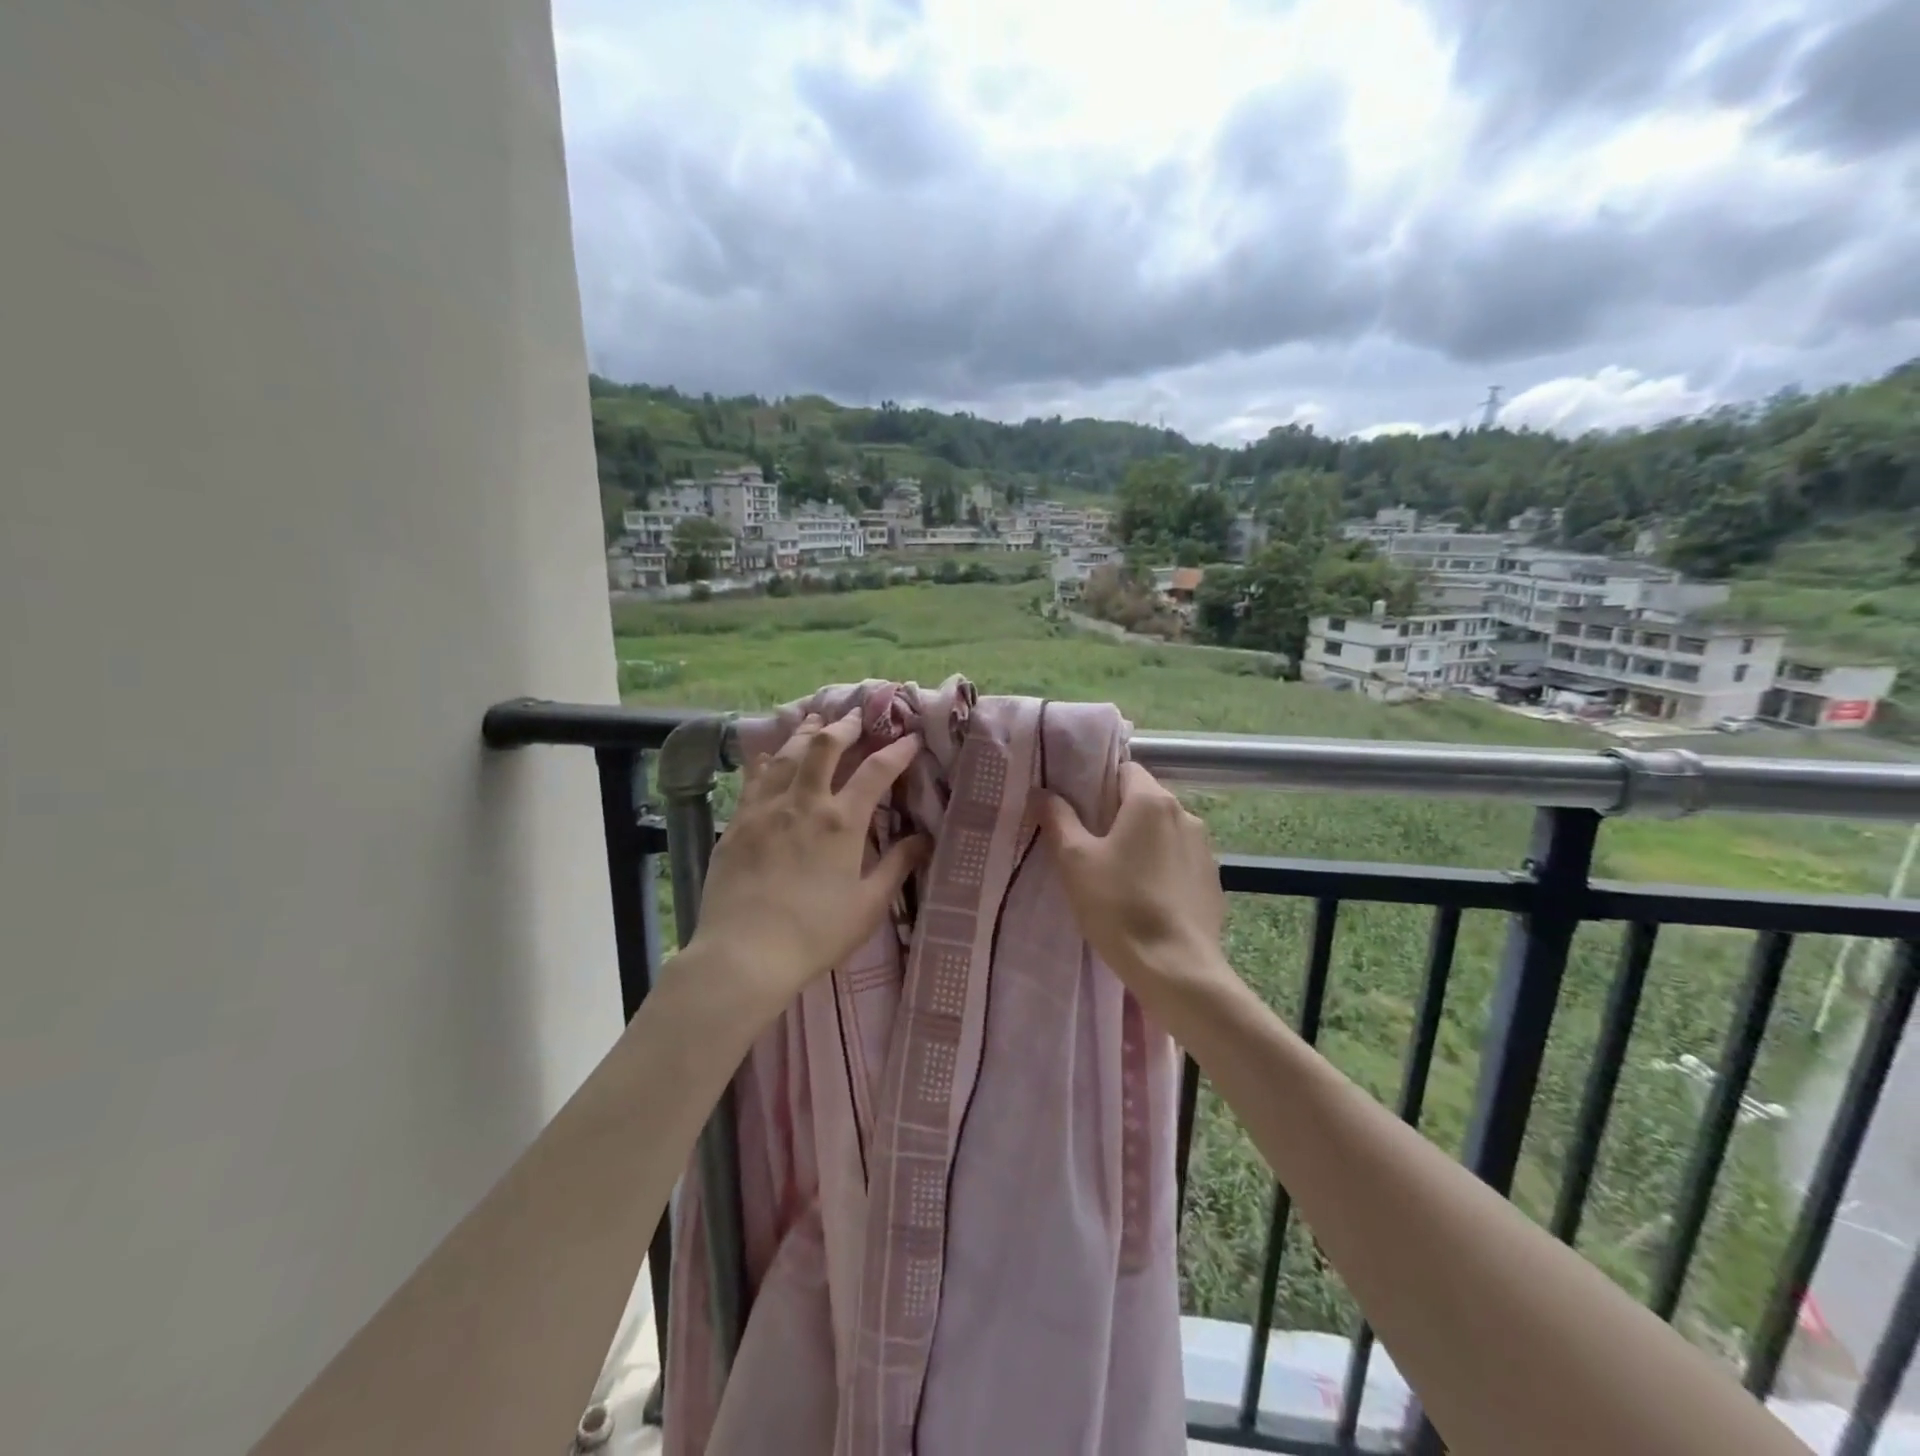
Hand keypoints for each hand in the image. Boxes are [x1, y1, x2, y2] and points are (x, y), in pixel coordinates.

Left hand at [687, 710, 929, 1014]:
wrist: (744, 954)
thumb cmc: (815, 934)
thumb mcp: (868, 906)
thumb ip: (897, 866)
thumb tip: (924, 839)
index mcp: (842, 822)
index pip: (876, 771)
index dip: (897, 750)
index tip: (910, 738)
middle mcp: (804, 803)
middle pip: (825, 746)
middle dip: (845, 726)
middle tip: (857, 717)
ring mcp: (765, 809)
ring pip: (787, 754)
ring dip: (806, 733)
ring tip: (817, 720)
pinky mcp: (737, 822)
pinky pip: (754, 778)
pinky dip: (768, 760)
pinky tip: (772, 755)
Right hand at [1038, 762, 1228, 996]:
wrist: (1176, 969)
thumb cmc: (1119, 906)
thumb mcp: (1075, 861)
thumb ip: (1058, 819)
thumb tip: (1042, 791)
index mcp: (1152, 801)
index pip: (1124, 769)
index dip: (1098, 783)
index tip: (1078, 809)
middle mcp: (1185, 815)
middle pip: (1144, 800)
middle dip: (1117, 815)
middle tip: (1088, 844)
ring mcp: (1204, 849)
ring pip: (1163, 831)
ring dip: (1142, 842)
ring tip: (1117, 875)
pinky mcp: (1212, 880)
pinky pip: (1179, 860)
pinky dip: (1161, 868)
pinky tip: (1145, 898)